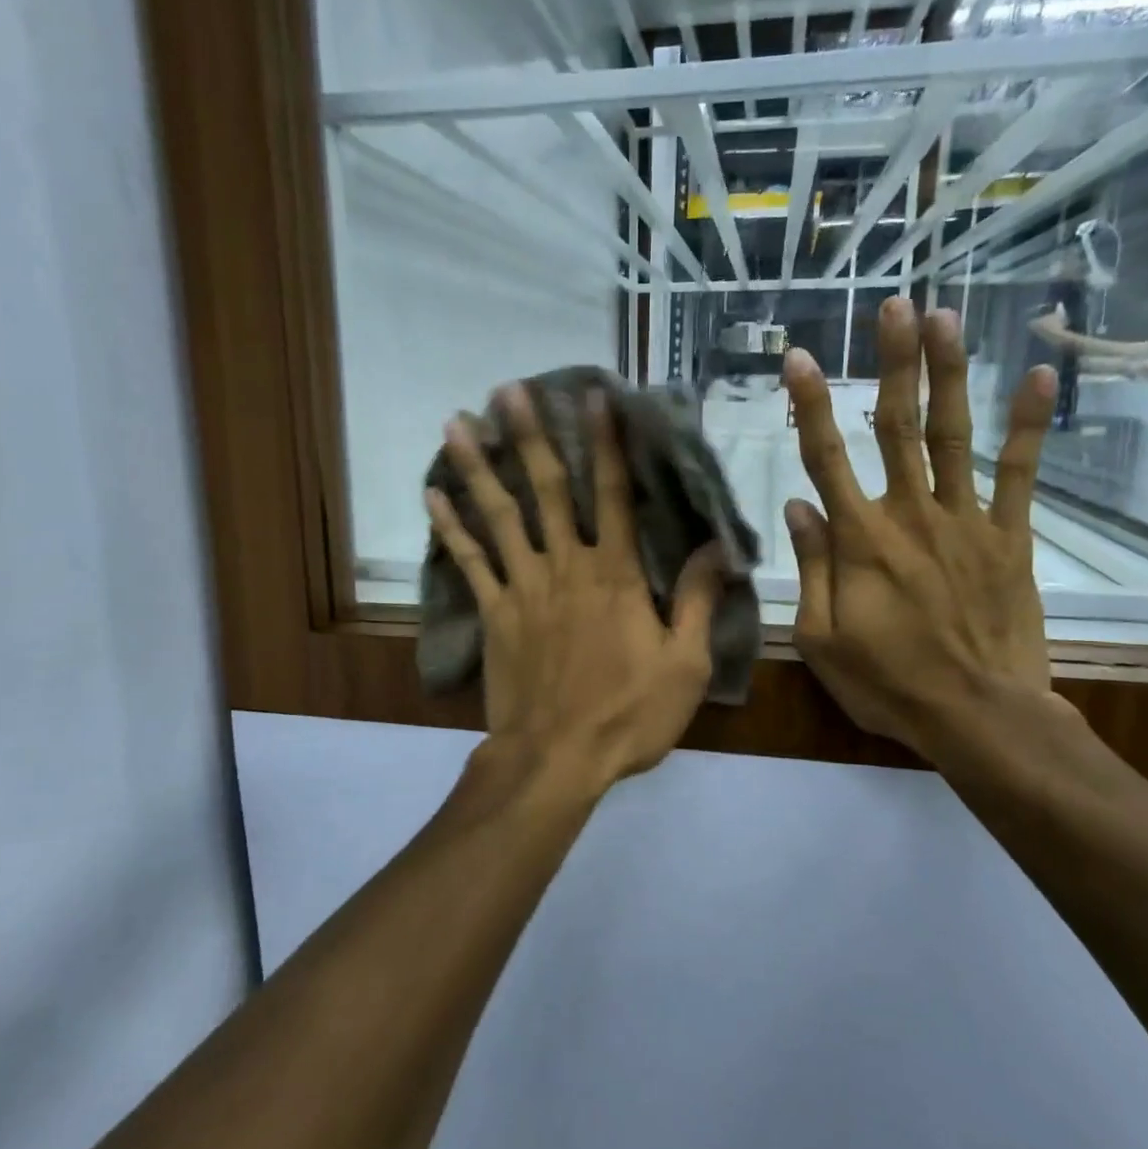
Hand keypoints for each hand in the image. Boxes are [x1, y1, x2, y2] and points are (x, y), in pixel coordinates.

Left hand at [426, 385, 726, 793]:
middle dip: (528, 436)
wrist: (556, 759)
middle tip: (508, 389)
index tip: (596, 397)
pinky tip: (431, 495)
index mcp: (615, 575)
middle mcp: (565, 566)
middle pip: (546, 490)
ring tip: (455, 421)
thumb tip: (716, 547)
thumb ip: (696, 600)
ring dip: (478, 467)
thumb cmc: (627, 715)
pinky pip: (469, 562)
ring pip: (499, 516)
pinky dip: (450, 528)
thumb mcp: (683, 665)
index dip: (608, 444)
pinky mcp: (493, 613)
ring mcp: (523, 587)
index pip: (615, 495)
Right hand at [783, 299, 1064, 762]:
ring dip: (948, 373)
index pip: (825, 458)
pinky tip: (1041, 376)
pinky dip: (1029, 425)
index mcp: (859, 540)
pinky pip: (1019, 473)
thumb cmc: (889, 683)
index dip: (810, 405)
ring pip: (951, 434)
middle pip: (895, 425)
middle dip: (894, 362)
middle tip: (895, 306)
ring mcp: (966, 520)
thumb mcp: (821, 638)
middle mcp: (910, 514)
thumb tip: (797, 506)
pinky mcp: (1009, 537)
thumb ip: (811, 568)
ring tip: (946, 318)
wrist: (980, 716)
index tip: (801, 358)